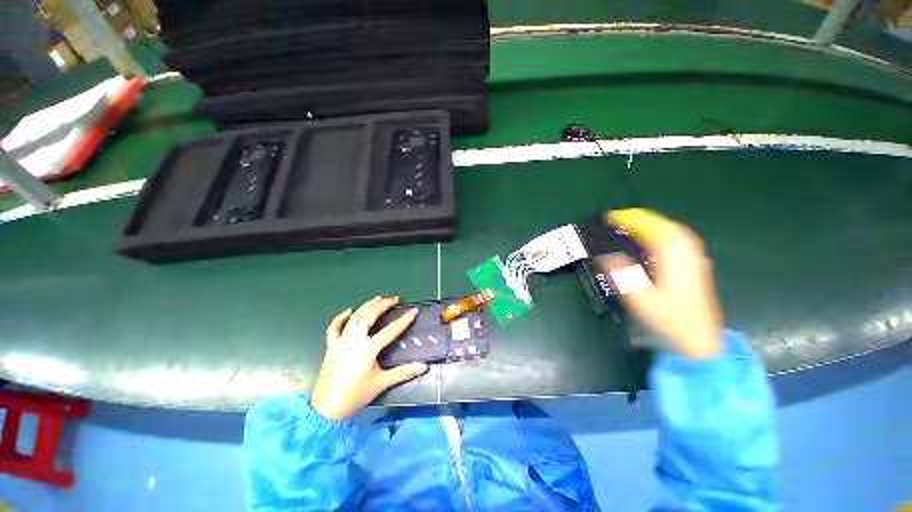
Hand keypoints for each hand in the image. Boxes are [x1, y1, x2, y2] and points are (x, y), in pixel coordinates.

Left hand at [310, 296, 428, 419]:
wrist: (327, 409)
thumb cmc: (356, 395)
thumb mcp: (381, 383)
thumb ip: (403, 373)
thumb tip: (423, 367)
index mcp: (368, 349)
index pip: (391, 330)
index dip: (404, 320)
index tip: (413, 311)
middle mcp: (355, 340)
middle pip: (370, 316)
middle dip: (384, 305)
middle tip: (394, 299)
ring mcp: (341, 341)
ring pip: (354, 318)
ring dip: (367, 306)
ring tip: (377, 299)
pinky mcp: (331, 346)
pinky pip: (334, 328)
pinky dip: (340, 318)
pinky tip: (349, 311)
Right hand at [603, 209, 722, 358]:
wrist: (700, 342)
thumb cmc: (670, 321)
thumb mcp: (640, 300)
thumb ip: (622, 276)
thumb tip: (604, 256)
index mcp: (676, 259)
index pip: (654, 228)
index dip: (631, 219)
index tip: (610, 217)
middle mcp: (688, 254)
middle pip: (665, 226)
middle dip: (639, 219)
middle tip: (615, 220)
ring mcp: (693, 259)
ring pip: (672, 232)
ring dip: (649, 226)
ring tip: (626, 227)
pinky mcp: (693, 266)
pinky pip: (675, 241)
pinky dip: (659, 235)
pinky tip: (648, 241)